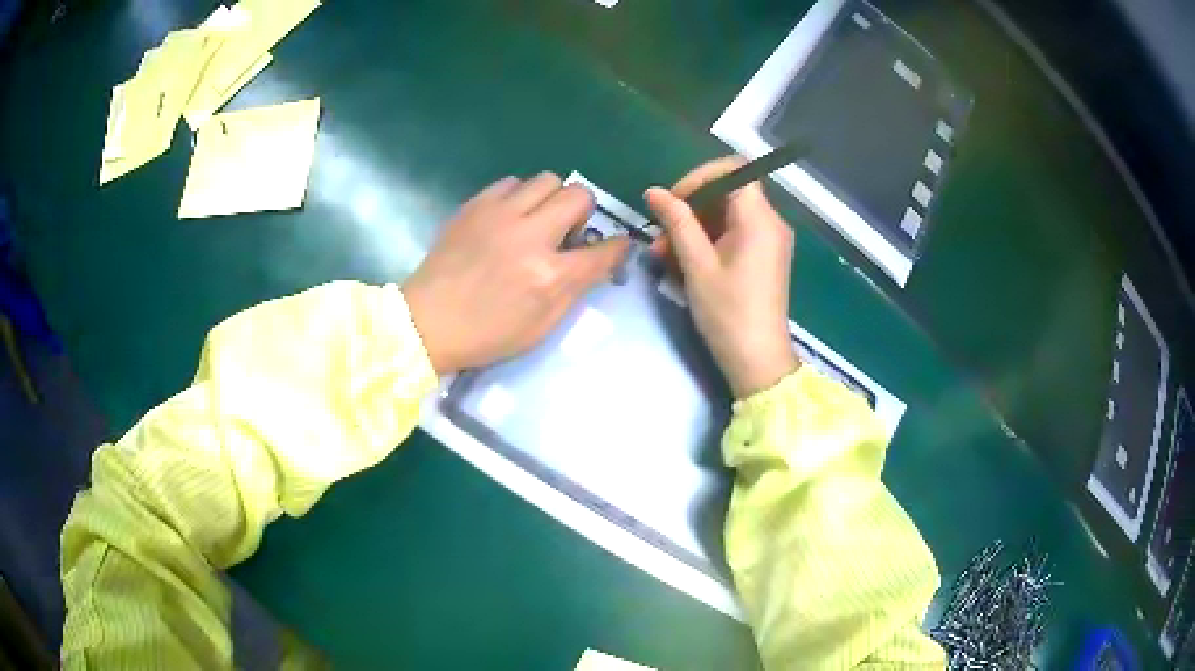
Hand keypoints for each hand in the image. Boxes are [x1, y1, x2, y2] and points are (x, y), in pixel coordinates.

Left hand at [403, 173, 629, 375]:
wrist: (426, 322)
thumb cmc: (486, 334)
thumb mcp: (541, 327)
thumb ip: (574, 289)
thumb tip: (596, 260)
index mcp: (549, 275)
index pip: (603, 249)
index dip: (617, 247)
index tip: (615, 246)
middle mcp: (530, 235)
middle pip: (579, 194)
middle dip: (584, 211)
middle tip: (568, 231)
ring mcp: (500, 214)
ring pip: (547, 179)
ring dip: (551, 198)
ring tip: (537, 220)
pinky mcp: (475, 205)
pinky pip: (511, 182)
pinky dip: (519, 196)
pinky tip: (508, 218)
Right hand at [646, 157, 798, 398]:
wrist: (758, 360)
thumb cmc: (728, 313)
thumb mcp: (697, 265)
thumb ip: (677, 222)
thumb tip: (653, 192)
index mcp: (760, 219)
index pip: (734, 170)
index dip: (700, 177)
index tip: (674, 199)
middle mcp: (770, 223)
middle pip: (727, 193)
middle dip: (690, 208)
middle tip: (660, 235)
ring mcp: (768, 240)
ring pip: (726, 216)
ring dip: (693, 228)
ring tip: (663, 255)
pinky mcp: (763, 257)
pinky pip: (733, 234)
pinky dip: (707, 242)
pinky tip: (681, 264)